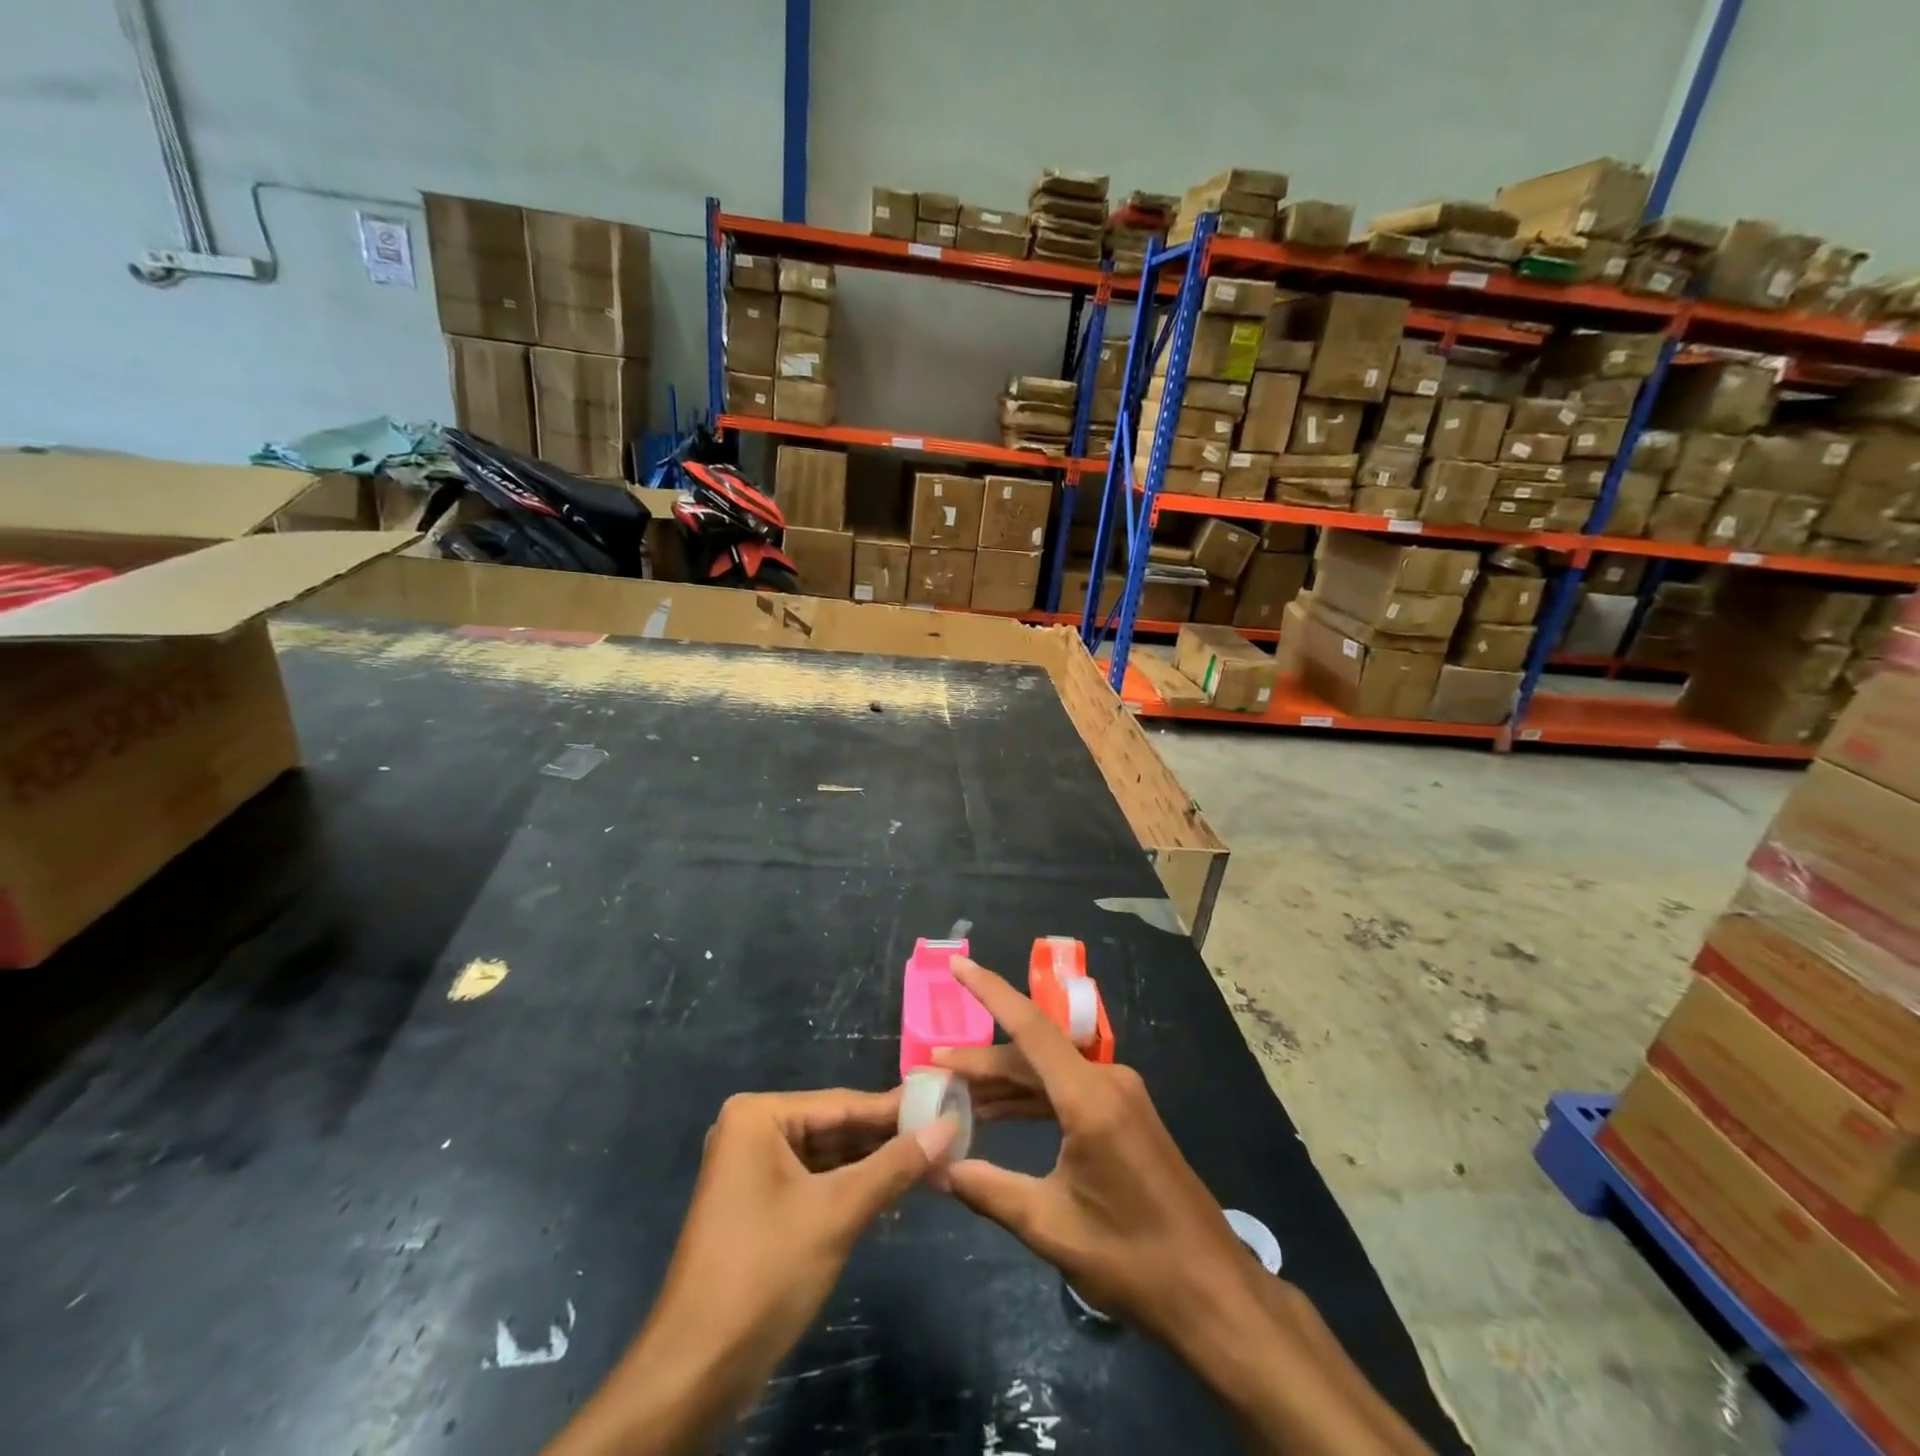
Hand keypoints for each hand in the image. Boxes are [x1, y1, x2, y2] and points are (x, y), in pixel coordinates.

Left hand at [545, 1088, 956, 1454]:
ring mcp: (754, 1169)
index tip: (950, 1104)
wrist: (694, 1373)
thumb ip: (895, 1166)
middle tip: (949, 1138)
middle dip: (889, 1140)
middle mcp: (753, 1131)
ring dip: (875, 1166)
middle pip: (836, 1127)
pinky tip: (895, 1193)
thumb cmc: (764, 1274)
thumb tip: (949, 1125)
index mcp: (759, 1116)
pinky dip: (852, 1188)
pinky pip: (815, 1182)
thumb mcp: (837, 1213)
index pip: (844, 1104)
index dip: (899, 1109)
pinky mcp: (760, 1205)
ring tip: (934, 1163)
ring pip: (829, 1156)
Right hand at [934, 959, 1261, 1344]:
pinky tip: (995, 1113)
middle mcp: (1106, 1081)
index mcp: (1090, 1098)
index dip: (989, 991)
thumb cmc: (1133, 1260)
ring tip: (954, 1091)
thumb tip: (936, 1165)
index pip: (1030, 1027)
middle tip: (932, 1069)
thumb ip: (988, 1190)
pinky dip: (1030, 1098)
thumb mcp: (1051, 1226)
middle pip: (1032, 1054)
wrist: (1212, 1290)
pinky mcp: (1124, 1113)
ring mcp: (1119, 1095)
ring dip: (1004, 1082)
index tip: (957, 964)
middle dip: (981, 1061)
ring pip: (1048, 1072)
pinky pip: (1066, 1090)